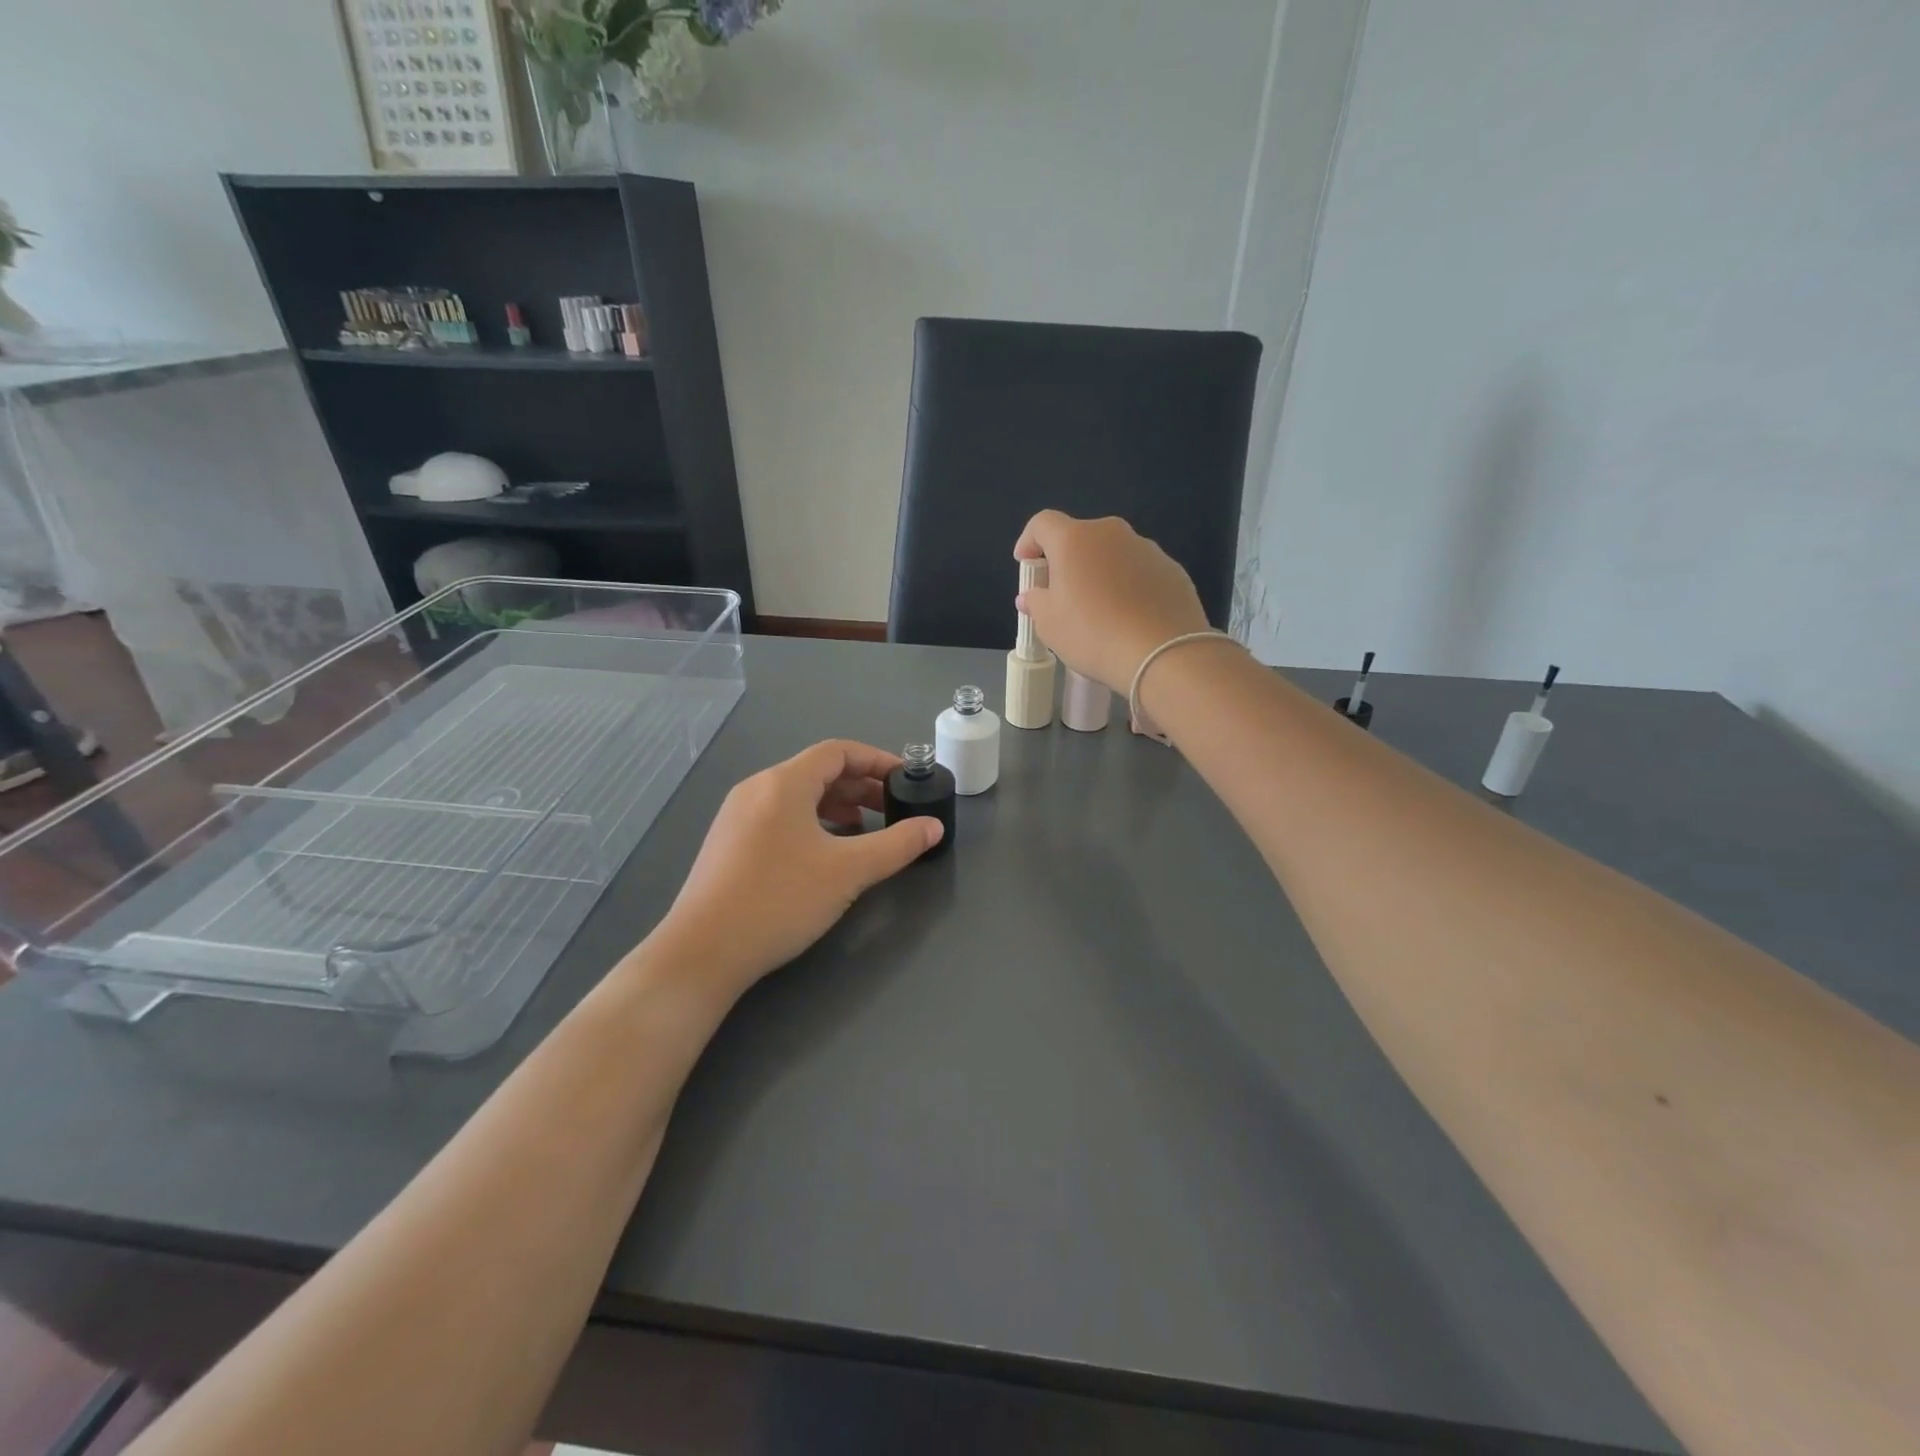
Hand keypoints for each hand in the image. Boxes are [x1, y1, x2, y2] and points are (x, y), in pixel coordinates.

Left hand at [648, 741, 941, 995]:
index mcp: (783, 783)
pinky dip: (811, 822)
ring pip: (797, 796)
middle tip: (892, 809)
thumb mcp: (848, 871)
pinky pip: (779, 817)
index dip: (876, 760)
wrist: (703, 952)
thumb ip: (897, 845)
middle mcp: (757, 789)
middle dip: (860, 786)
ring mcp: (737, 816)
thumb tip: (934, 826)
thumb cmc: (780, 900)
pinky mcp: (728, 844)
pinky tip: (824, 853)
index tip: (906, 779)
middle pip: (817, 771)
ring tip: (863, 830)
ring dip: (836, 805)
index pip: (838, 751)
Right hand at [1014, 511, 1211, 692]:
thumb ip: (1036, 602)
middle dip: (1067, 560)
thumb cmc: (1093, 635)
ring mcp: (1147, 548)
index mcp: (1074, 539)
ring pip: (1112, 554)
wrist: (1164, 654)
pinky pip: (1139, 571)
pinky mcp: (1172, 569)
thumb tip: (1033, 595)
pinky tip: (1130, 617)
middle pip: (1080, 537)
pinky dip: (1128, 586)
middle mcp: (1111, 533)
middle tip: (1062, 594)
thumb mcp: (1050, 625)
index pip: (1042, 523)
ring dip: (1100, 573)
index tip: (1025, 565)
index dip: (1029, 541)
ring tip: (1100, 610)